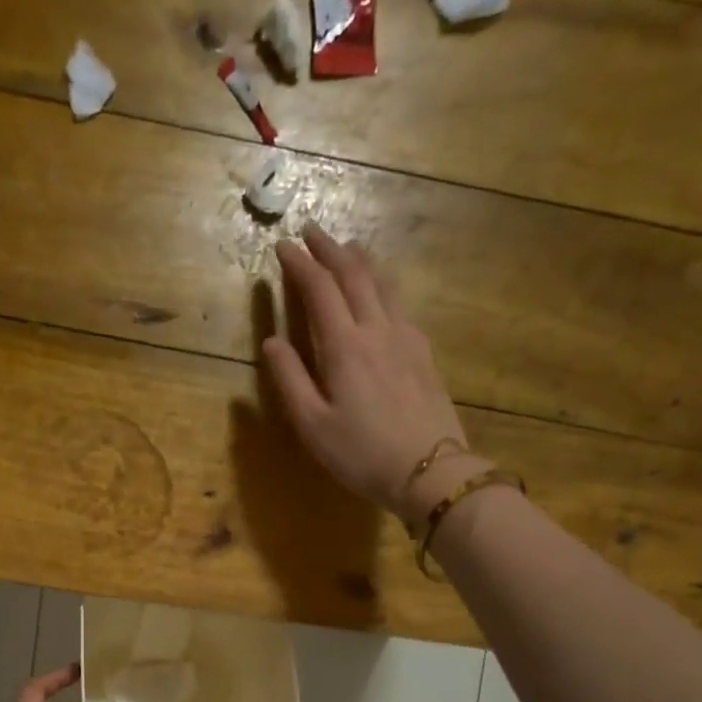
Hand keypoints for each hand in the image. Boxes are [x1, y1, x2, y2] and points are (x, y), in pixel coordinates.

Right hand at [264, 224, 487, 524]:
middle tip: (311, 231)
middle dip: (329, 250)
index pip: (319, 289)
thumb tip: (271, 342)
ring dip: (360, 261)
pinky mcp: (423, 353)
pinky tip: (381, 291)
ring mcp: (406, 338)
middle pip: (354, 276)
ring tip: (347, 248)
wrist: (429, 470)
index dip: (299, 264)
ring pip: (383, 284)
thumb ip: (290, 380)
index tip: (283, 246)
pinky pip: (399, 303)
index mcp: (344, 346)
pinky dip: (382, 284)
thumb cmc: (361, 453)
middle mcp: (377, 330)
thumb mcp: (313, 425)